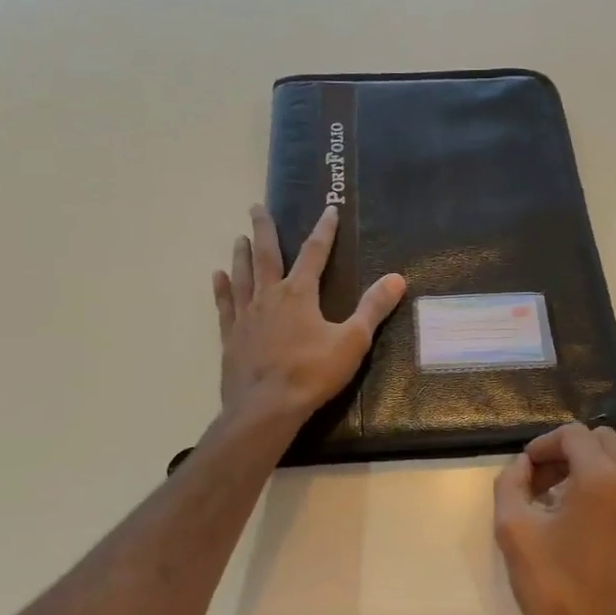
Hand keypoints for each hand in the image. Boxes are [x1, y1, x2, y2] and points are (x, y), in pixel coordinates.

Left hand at [212, 204, 405, 425]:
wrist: (266, 408)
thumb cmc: (312, 373)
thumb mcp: (352, 341)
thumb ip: (373, 308)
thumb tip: (397, 278)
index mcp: (299, 294)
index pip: (315, 253)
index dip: (324, 230)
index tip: (328, 209)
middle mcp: (269, 296)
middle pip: (265, 254)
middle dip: (264, 229)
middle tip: (256, 206)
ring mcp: (246, 316)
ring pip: (243, 275)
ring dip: (241, 254)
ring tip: (239, 237)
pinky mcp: (231, 336)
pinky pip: (225, 305)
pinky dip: (222, 288)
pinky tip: (218, 276)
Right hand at [494, 423, 615, 614]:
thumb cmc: (550, 588)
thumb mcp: (512, 530)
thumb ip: (511, 482)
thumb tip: (524, 465)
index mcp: (601, 481)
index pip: (574, 435)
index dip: (546, 444)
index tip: (529, 468)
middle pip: (605, 444)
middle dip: (572, 455)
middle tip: (547, 484)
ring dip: (598, 477)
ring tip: (574, 510)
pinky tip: (604, 533)